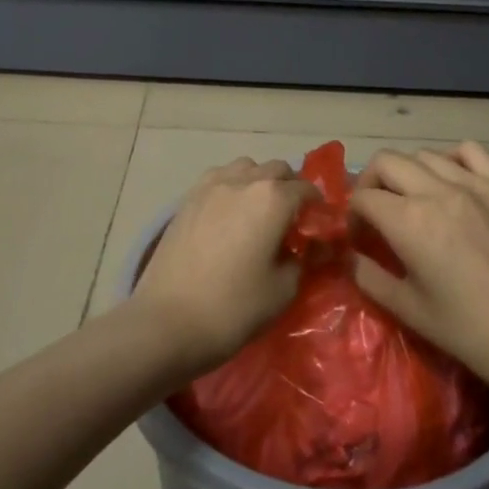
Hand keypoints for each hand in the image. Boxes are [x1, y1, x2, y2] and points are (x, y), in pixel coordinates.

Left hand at [130, 157, 316, 378]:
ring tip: (259, 212)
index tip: (320, 227)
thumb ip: (303, 260)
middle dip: (290, 188)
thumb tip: (309, 247)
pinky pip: (218, 179)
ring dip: (259, 181)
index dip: (318, 207)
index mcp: (272, 199)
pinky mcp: (186, 199)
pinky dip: (232, 187)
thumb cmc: (234, 308)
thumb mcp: (283, 289)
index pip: (306, 189)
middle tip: (293, 219)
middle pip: (276, 170)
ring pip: (245, 168)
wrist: (168, 321)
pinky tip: (229, 215)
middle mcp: (243, 181)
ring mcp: (210, 186)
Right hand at [351, 142, 488, 415]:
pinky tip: (453, 183)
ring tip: (415, 199)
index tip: (359, 238)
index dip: (352, 215)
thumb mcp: (409, 310)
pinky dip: (452, 160)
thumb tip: (350, 256)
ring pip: (426, 154)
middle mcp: (440, 191)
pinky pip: (471, 153)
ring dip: (409, 173)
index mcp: (410, 221)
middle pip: (387, 162)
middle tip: (377, 212)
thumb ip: (370, 277)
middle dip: (371, 183)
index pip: (363, 197)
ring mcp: (479, 184)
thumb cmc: (473, 332)